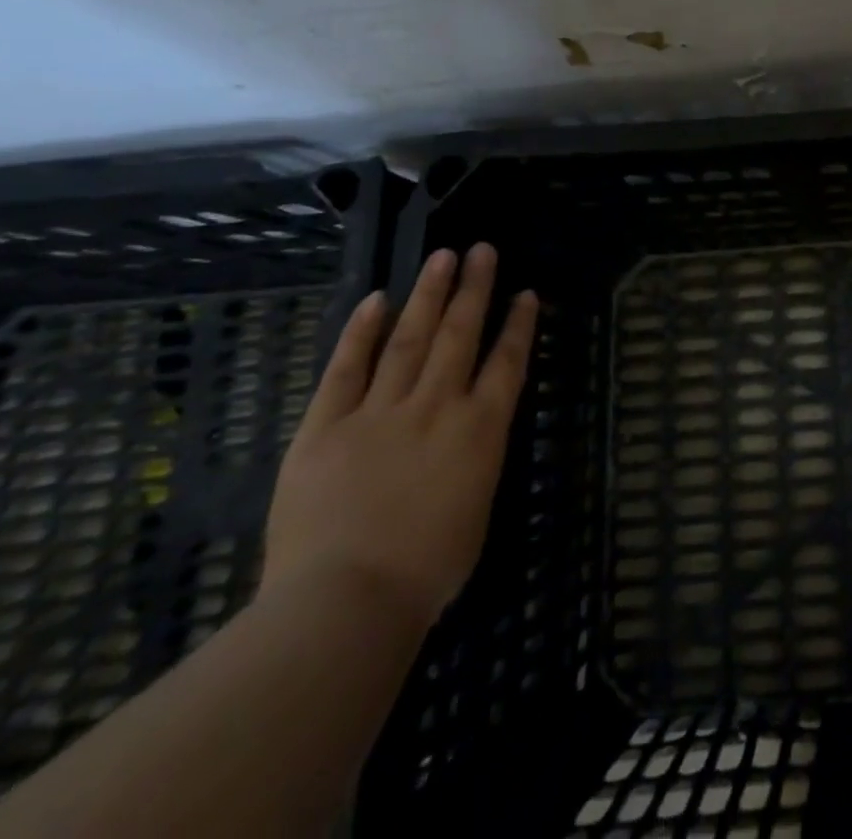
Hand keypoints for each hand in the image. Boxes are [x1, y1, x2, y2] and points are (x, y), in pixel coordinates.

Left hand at [262, 245, 537, 627]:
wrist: (345, 602)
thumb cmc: (427, 569)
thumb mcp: (477, 508)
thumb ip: (477, 459)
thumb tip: (472, 433)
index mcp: (481, 429)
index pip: (507, 362)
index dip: (518, 324)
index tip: (525, 293)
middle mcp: (437, 406)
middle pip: (460, 334)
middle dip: (474, 289)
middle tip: (481, 250)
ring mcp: (380, 411)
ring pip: (410, 339)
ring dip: (428, 295)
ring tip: (441, 257)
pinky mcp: (326, 427)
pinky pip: (346, 370)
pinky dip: (362, 333)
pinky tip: (375, 301)